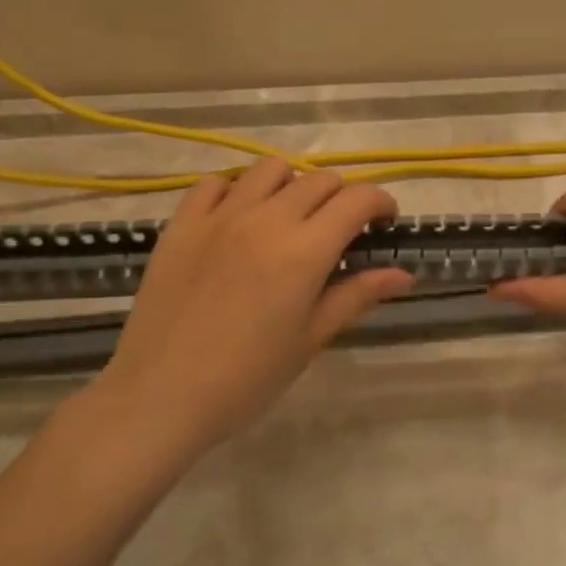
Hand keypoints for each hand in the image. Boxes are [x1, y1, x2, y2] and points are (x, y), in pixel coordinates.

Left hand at [93, 159, 412, 444]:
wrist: (160, 396)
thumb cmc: (246, 378)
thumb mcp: (310, 339)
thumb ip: (357, 296)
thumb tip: (404, 274)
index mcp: (303, 251)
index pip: (356, 200)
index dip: (380, 203)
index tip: (384, 223)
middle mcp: (265, 219)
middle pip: (319, 180)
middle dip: (342, 197)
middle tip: (340, 231)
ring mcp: (219, 216)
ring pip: (269, 169)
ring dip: (292, 185)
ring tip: (289, 218)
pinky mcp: (181, 224)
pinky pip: (215, 183)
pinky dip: (236, 191)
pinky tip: (238, 220)